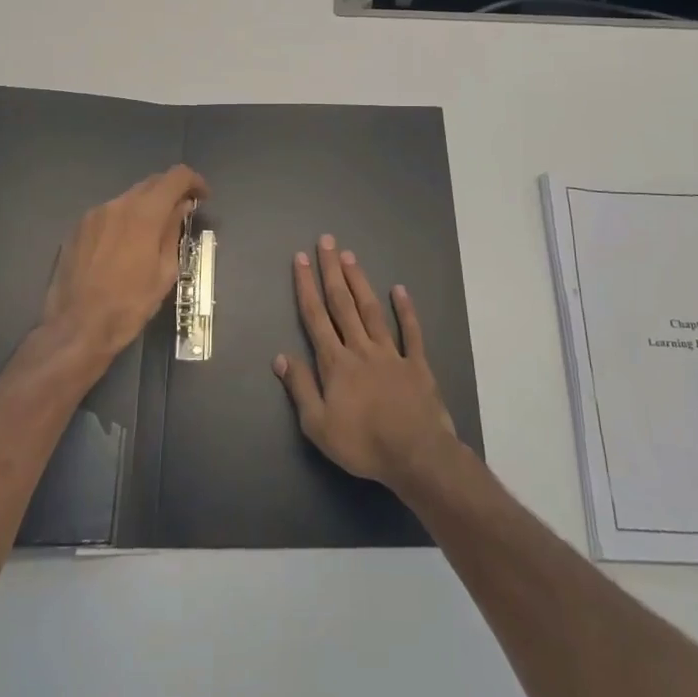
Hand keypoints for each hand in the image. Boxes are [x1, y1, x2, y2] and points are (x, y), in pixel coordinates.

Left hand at [41, 165, 207, 365]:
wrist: (76, 328)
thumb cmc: (129, 305)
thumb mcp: (164, 272)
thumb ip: (173, 232)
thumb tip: (181, 208)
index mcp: (143, 213)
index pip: (175, 177)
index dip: (194, 181)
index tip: (202, 197)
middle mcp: (117, 204)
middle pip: (151, 184)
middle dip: (170, 192)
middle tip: (181, 213)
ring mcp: (93, 215)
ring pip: (128, 199)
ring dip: (145, 207)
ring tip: (152, 233)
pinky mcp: (77, 229)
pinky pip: (108, 214)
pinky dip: (124, 220)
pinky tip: (124, 246)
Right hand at [274, 234, 457, 491]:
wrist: (416, 454)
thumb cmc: (363, 443)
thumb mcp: (318, 426)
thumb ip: (300, 388)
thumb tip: (280, 357)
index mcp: (335, 363)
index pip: (316, 317)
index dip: (307, 286)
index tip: (301, 258)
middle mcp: (360, 348)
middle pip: (342, 303)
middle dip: (332, 271)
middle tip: (327, 241)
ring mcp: (391, 353)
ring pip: (371, 310)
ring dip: (360, 281)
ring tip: (350, 256)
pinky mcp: (417, 364)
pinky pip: (410, 332)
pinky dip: (405, 310)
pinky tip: (399, 289)